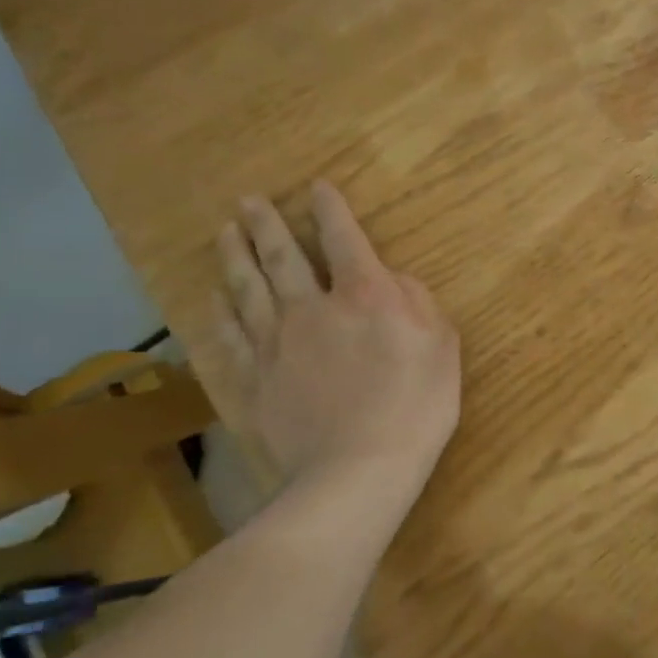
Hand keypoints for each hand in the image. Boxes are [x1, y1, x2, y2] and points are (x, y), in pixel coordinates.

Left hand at [216, 181, 459, 532]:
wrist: (357, 470)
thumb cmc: (415, 405)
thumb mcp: (443, 347)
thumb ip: (418, 302)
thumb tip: (391, 279)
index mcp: (365, 296)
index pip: (344, 240)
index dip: (331, 210)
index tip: (317, 187)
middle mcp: (313, 308)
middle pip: (282, 257)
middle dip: (267, 225)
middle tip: (249, 202)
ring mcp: (277, 344)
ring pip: (248, 289)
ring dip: (236, 257)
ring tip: (225, 232)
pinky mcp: (255, 379)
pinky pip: (230, 336)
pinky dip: (220, 313)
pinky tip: (214, 299)